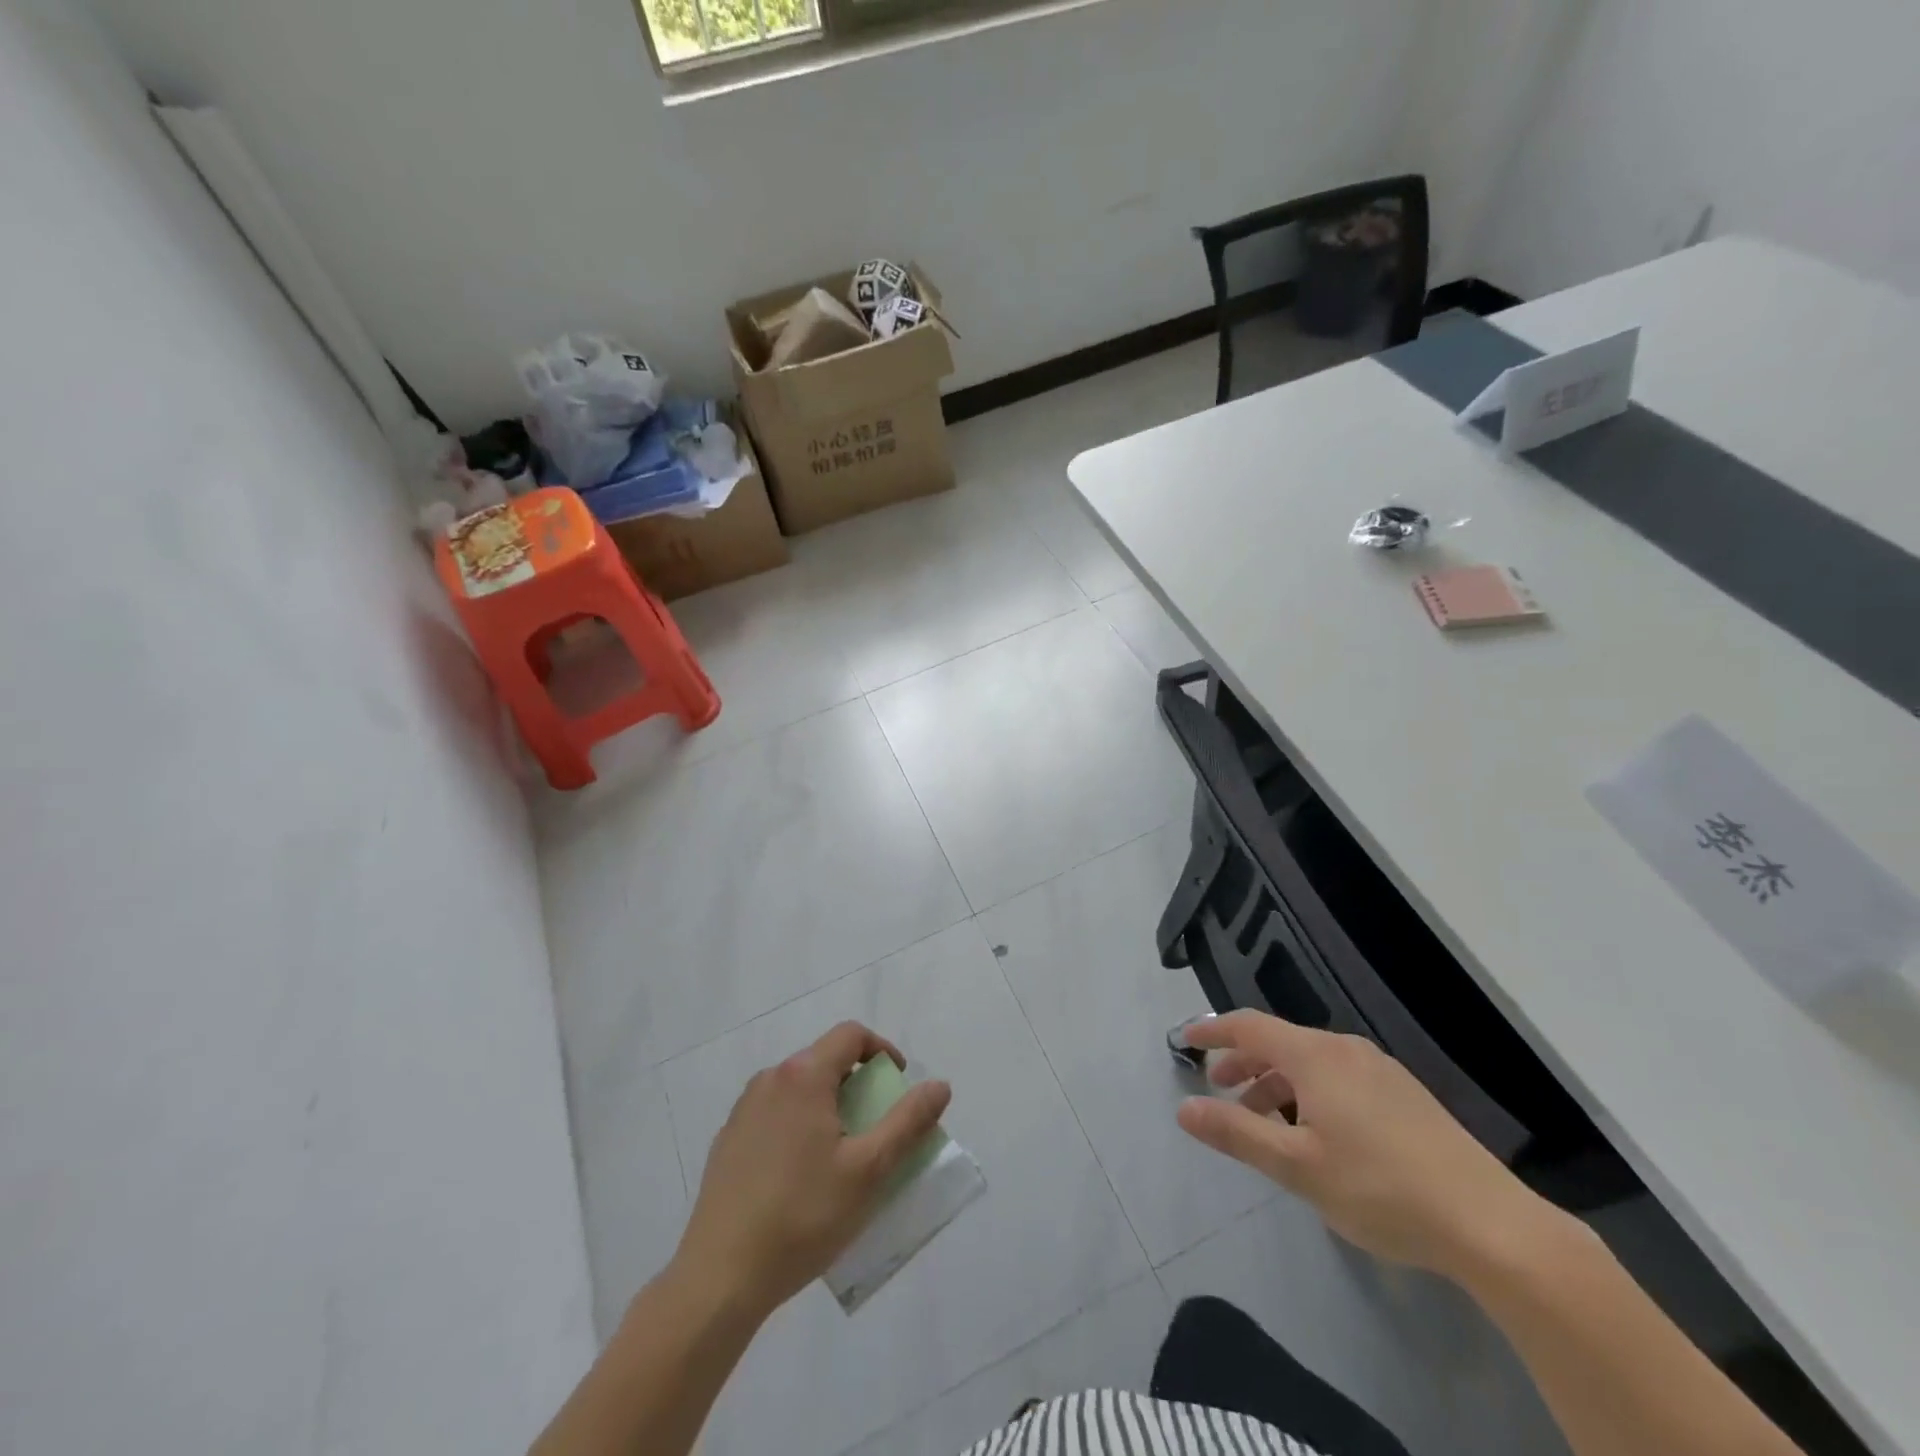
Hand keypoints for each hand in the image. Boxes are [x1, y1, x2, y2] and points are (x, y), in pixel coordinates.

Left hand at [672, 1022, 952, 1319]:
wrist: (719, 1278)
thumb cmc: (802, 1217)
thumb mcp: (869, 1170)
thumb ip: (908, 1122)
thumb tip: (939, 1085)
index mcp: (803, 1076)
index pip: (851, 1035)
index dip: (882, 1050)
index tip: (897, 1084)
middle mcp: (770, 1079)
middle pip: (824, 1060)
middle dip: (857, 1083)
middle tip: (875, 1126)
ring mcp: (743, 1109)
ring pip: (798, 1088)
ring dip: (827, 1105)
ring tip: (841, 1155)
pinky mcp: (727, 1140)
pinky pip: (774, 1114)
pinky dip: (798, 1126)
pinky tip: (801, 1177)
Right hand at [1175, 1011, 1560, 1282]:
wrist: (1491, 1224)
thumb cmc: (1380, 1189)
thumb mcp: (1296, 1166)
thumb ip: (1236, 1133)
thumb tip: (1184, 1110)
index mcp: (1316, 1056)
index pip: (1249, 1026)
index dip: (1212, 1031)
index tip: (1184, 1040)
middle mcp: (1345, 1050)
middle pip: (1279, 1042)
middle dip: (1243, 1061)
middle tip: (1219, 1089)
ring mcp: (1380, 1070)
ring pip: (1310, 1062)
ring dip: (1276, 1082)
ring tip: (1263, 1120)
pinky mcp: (1404, 1095)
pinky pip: (1338, 1077)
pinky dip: (1308, 1092)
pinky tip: (1315, 1132)